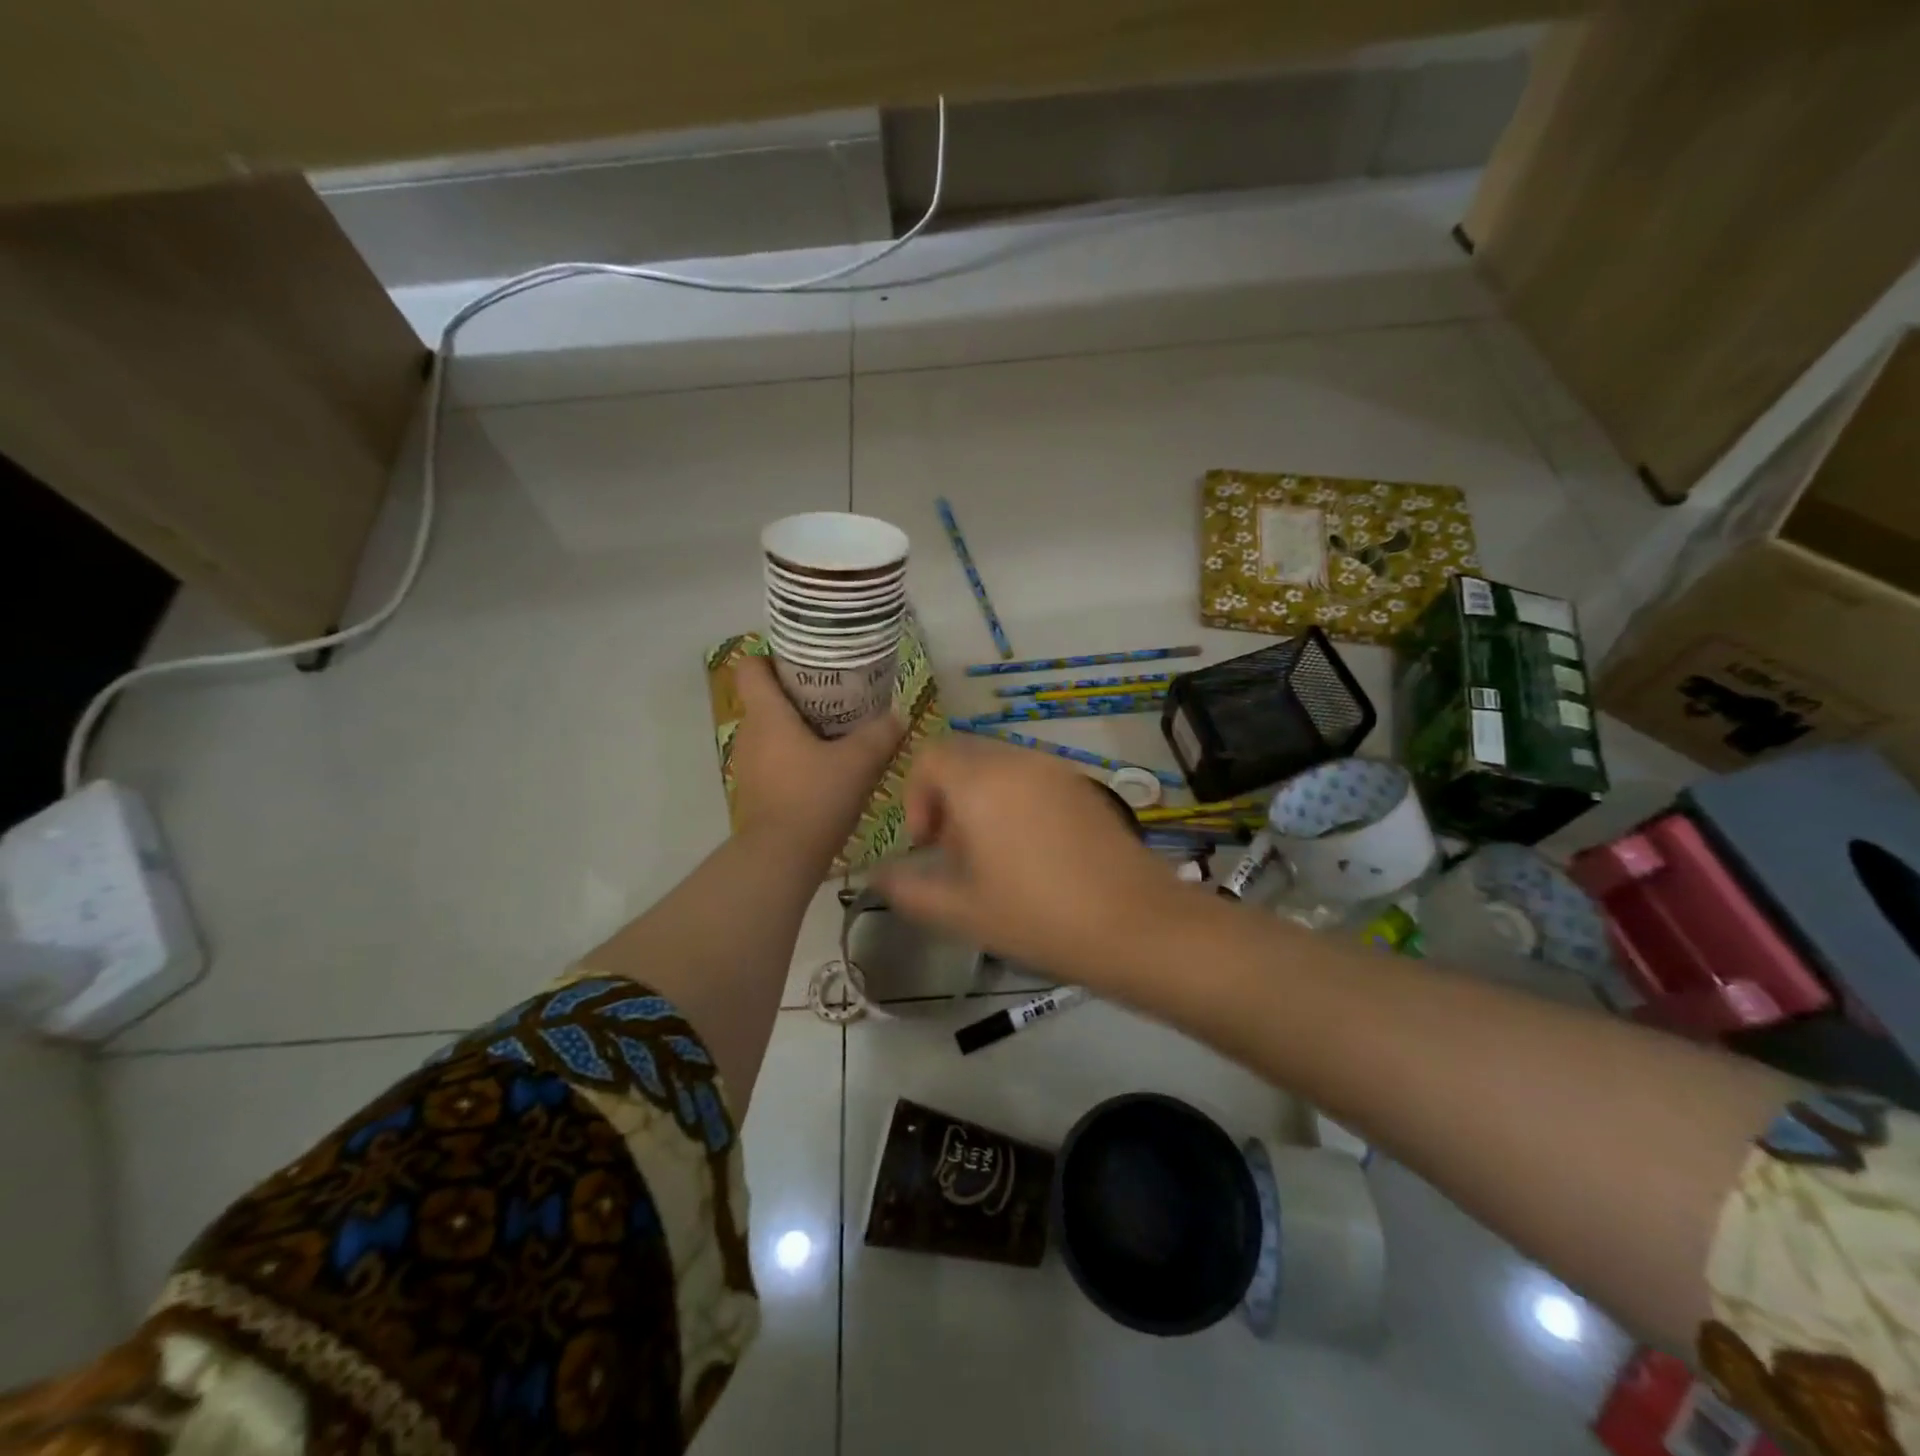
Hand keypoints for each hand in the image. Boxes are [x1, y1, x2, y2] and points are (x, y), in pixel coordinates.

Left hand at [730, 655, 903, 857]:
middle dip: (797, 693)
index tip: (805, 663)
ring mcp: (748, 764)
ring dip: (798, 727)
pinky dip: (794, 755)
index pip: (751, 667)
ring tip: (835, 732)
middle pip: (765, 698)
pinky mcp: (755, 790)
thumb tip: (898, 716)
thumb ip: (881, 734)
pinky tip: (824, 768)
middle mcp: (749, 733)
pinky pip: (774, 758)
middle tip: (836, 696)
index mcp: (767, 715)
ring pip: (771, 730)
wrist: (781, 858)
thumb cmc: (814, 797)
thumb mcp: (858, 763)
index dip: (772, 658)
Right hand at [871, 736, 1185, 985]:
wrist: (1136, 925)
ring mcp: (1057, 770)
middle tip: (955, 853)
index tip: (927, 843)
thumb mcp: (960, 911)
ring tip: (993, 857)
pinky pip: (1033, 779)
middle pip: (964, 758)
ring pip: (1000, 768)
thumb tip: (879, 875)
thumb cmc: (1037, 917)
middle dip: (947, 798)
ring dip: (982, 800)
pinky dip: (1016, 802)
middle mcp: (1018, 761)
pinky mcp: (1085, 787)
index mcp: (981, 782)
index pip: (930, 756)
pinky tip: (1032, 854)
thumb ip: (908, 889)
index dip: (915, 796)